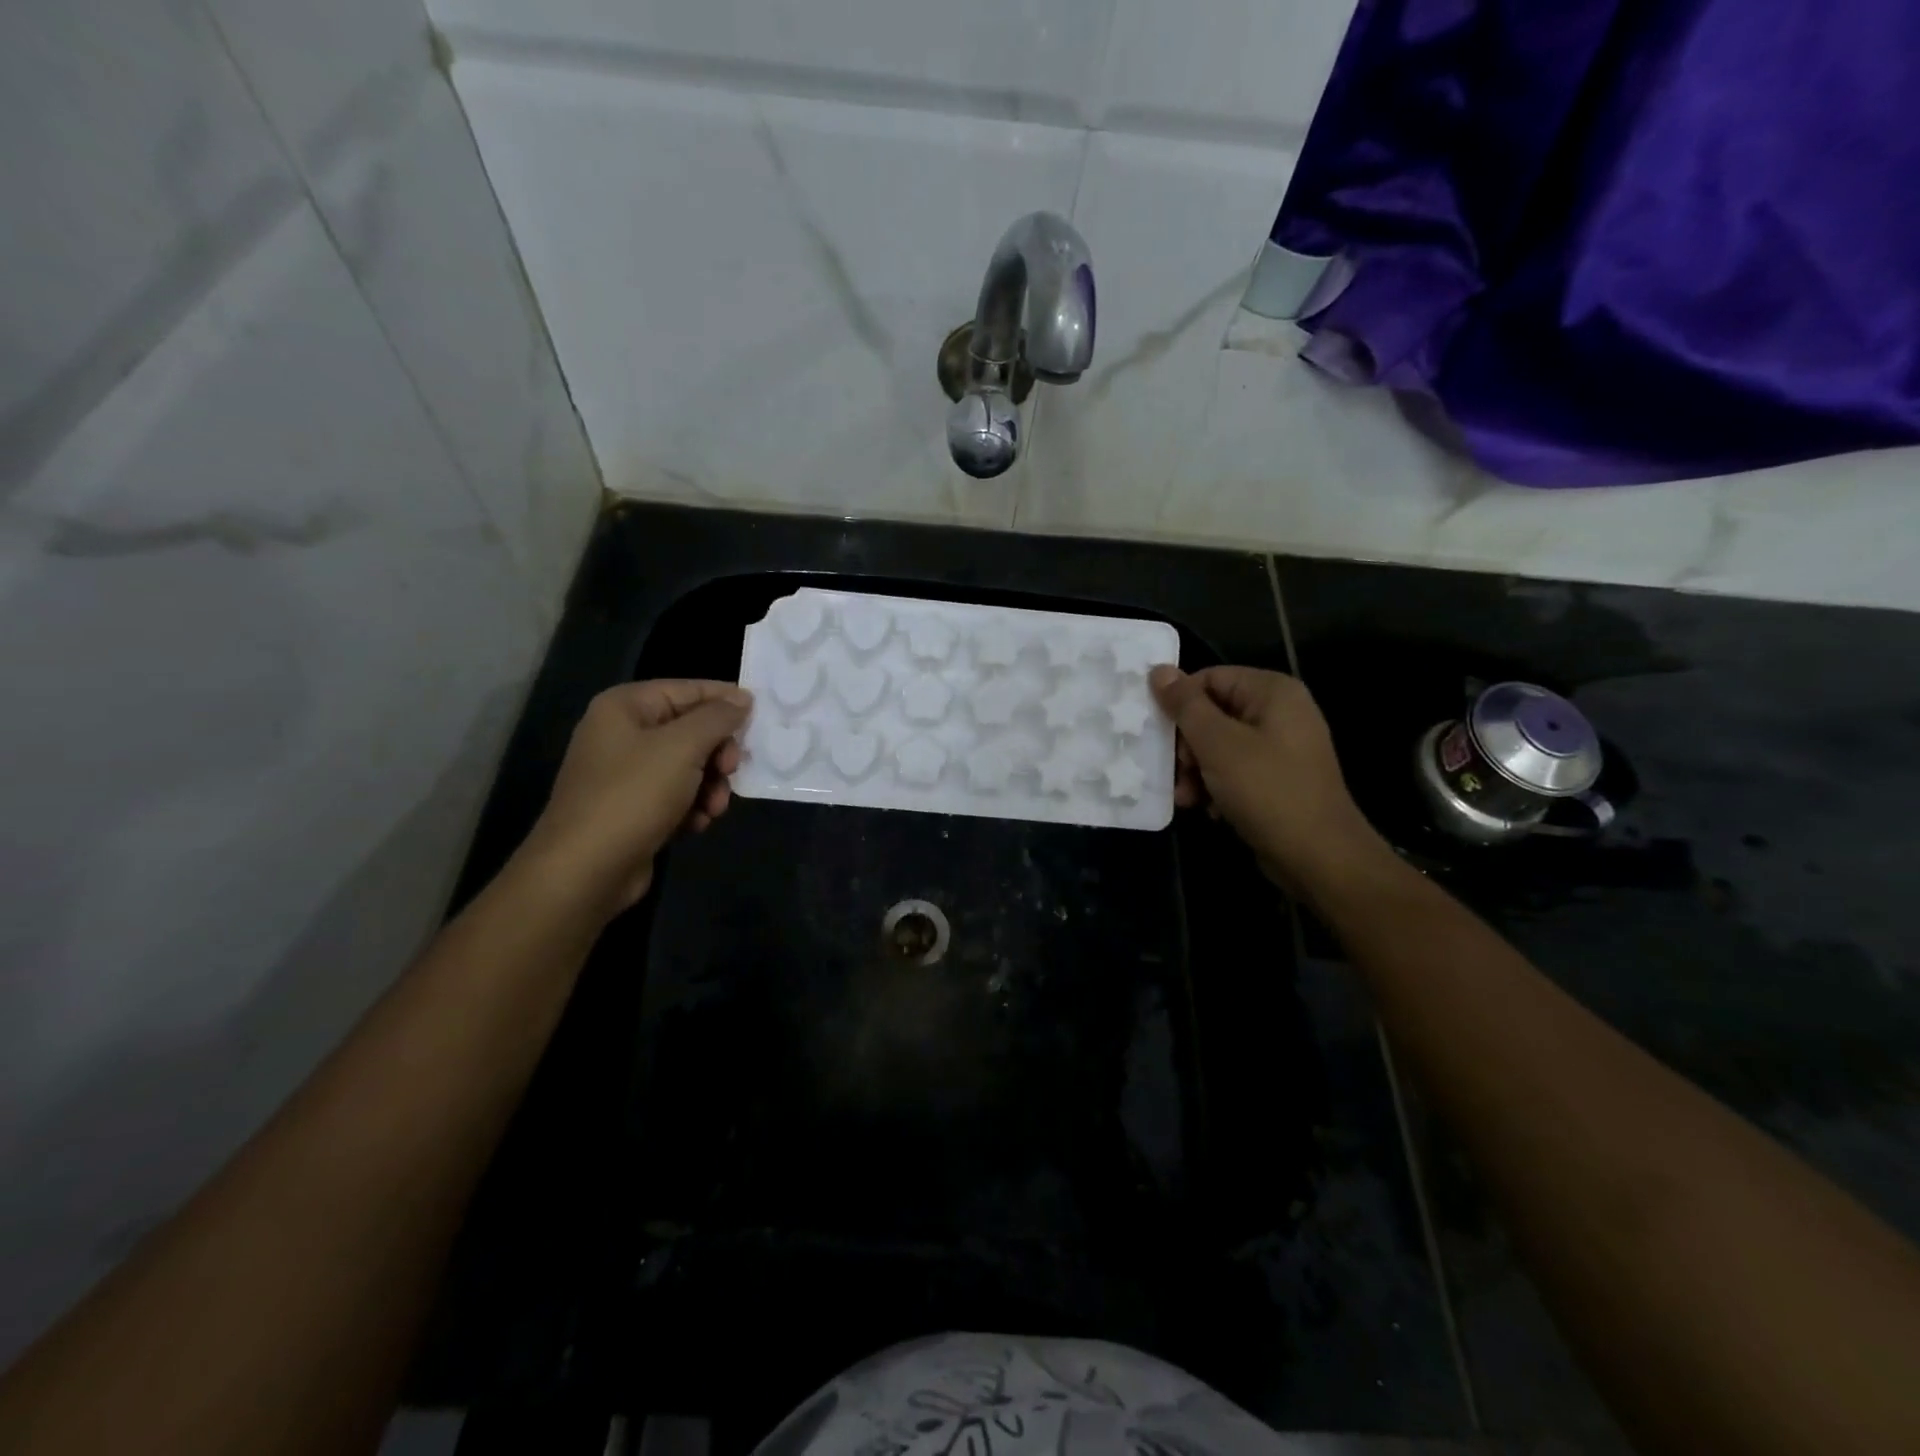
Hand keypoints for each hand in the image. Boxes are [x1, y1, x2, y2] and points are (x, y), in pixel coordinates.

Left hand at [518, 679, 752, 914]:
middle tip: (731, 770)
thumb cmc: (633, 796)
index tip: (761, 715)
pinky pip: (676, 796)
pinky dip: (692, 807)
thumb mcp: (683, 747)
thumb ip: (718, 717)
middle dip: (718, 753)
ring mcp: (626, 774)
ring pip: (689, 766)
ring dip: (710, 786)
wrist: (585, 870)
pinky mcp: (633, 809)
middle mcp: (623, 734)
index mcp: (625, 707)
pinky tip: (696, 824)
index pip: (687, 689)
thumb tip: (743, 698)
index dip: (725, 700)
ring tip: (713, 808)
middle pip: (691, 730)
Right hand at [1149, 665, 1387, 896]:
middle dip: (1187, 746)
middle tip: (1177, 772)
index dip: (1180, 704)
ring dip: (1196, 771)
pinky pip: (1235, 770)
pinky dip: (1216, 786)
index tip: (1159, 734)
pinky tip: (1207, 809)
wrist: (1318, 856)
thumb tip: (1158, 670)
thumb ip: (1185, 705)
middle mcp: (1280, 712)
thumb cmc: (1266, 790)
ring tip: (1186, 798)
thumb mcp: (1217, 744)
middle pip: (1213, 713)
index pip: (1210, 678)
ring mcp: (1282, 747)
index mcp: (1273, 692)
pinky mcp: (1278, 779)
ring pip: (1220, 746)